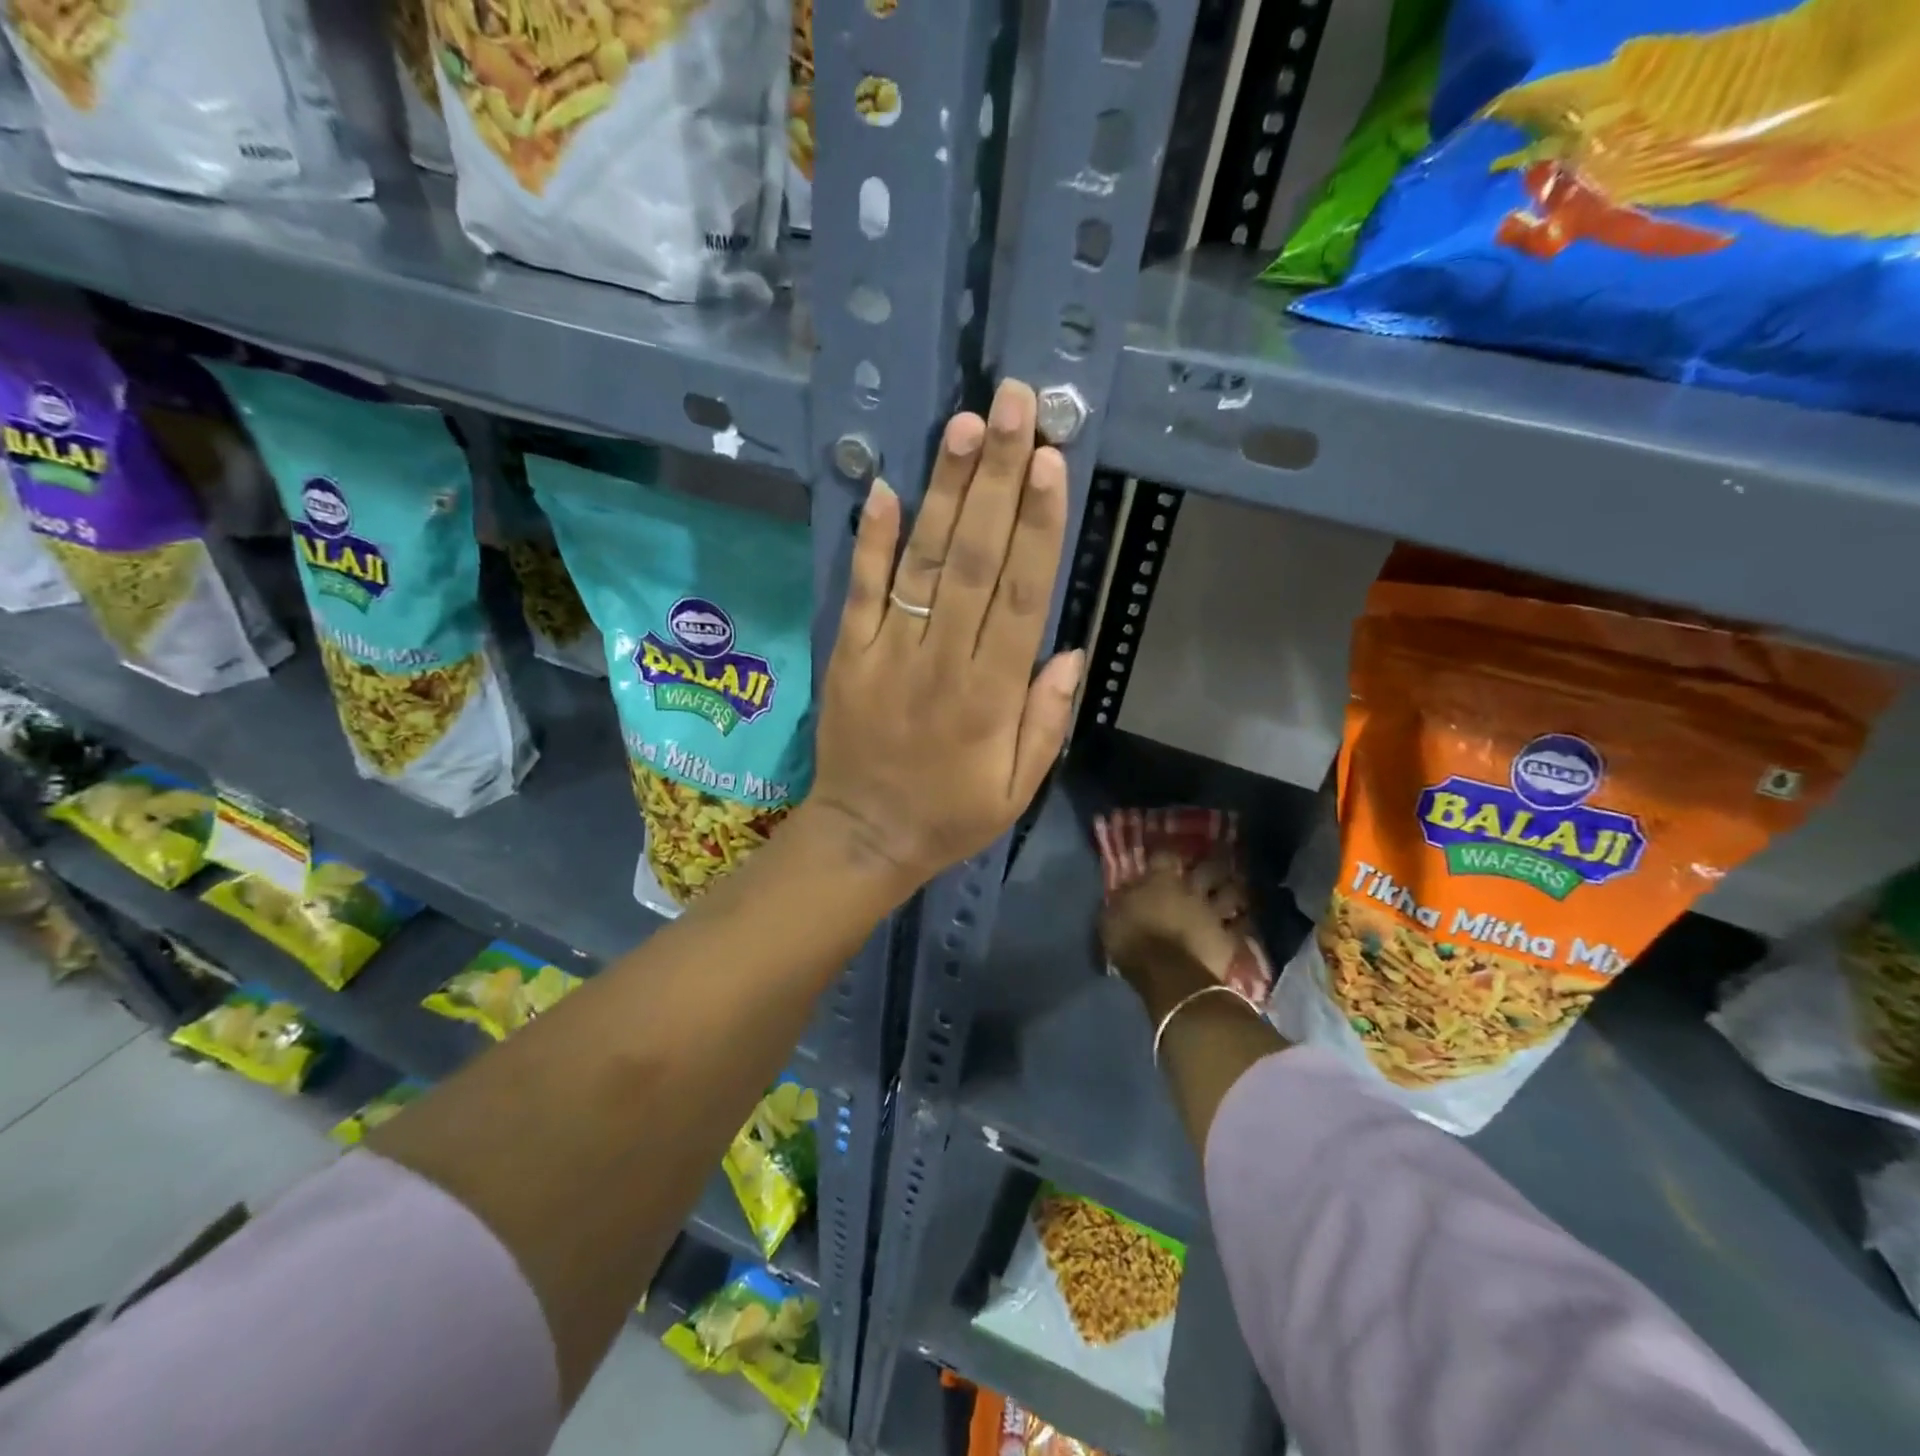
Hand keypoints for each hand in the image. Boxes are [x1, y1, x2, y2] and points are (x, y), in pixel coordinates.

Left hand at [800, 380, 1084, 890]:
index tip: (1051, 462)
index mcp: (991, 695)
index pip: (1021, 595)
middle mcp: (943, 661)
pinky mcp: (849, 654)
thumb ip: (1045, 720)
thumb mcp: (1017, 789)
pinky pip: (862, 590)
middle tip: (1014, 407)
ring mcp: (889, 652)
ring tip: (965, 426)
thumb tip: (1068, 648)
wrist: (864, 836)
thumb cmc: (950, 815)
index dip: (1037, 525)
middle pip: (975, 559)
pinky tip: (888, 489)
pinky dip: (872, 541)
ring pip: (923, 562)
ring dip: (945, 492)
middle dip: (997, 478)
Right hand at [1102, 855, 1247, 1008]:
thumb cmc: (1132, 942)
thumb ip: (1122, 900)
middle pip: (1207, 868)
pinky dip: (1241, 923)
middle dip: (1210, 866)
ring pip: (1230, 893)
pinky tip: (1242, 922)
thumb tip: (1128, 890)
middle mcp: (1191, 890)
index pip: (1165, 855)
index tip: (1162, 856)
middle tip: (1210, 867)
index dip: (1164, 853)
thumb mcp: (1110, 918)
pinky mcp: (1229, 938)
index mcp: (1161, 881)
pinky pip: (1241, 926)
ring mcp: (1213, 913)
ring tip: (1231, 890)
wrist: (1168, 975)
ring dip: (1231, 891)